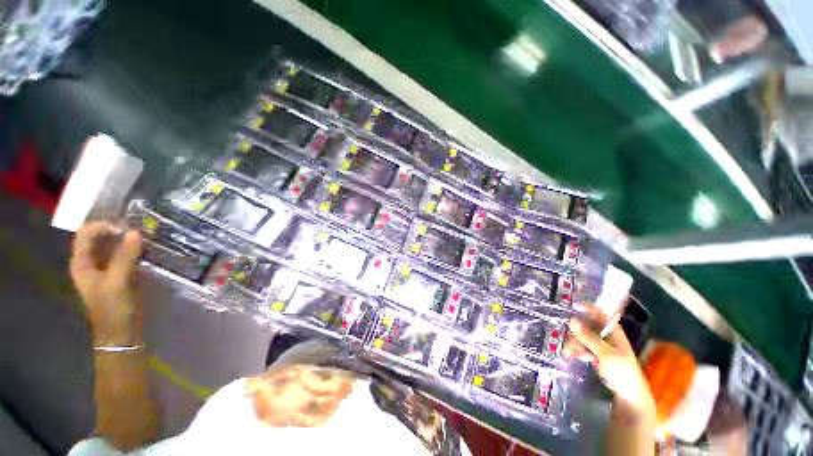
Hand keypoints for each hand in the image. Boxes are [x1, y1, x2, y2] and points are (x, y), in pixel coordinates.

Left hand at [70, 222, 142, 345]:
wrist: (122, 333)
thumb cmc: (114, 309)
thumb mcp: (117, 282)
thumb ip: (124, 257)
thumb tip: (135, 232)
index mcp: (82, 263)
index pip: (86, 233)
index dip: (103, 226)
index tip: (126, 229)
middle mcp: (90, 262)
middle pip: (99, 237)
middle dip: (117, 231)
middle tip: (140, 230)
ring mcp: (105, 269)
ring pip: (113, 246)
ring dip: (127, 240)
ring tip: (146, 238)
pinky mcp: (119, 274)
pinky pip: (124, 255)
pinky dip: (134, 250)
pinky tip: (147, 250)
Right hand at [566, 306, 655, 420]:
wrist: (629, 396)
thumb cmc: (622, 372)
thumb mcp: (604, 354)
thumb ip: (588, 337)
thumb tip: (571, 320)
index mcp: (613, 331)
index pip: (599, 313)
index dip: (587, 308)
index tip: (571, 306)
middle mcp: (607, 335)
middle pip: (587, 325)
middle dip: (575, 331)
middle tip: (566, 337)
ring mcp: (602, 346)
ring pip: (582, 337)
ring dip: (574, 343)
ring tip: (568, 352)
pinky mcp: (597, 355)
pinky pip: (583, 347)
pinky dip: (577, 350)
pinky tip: (573, 356)